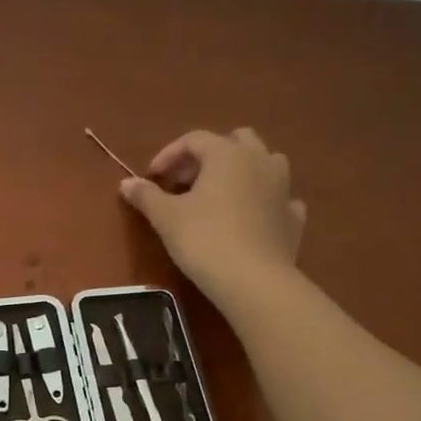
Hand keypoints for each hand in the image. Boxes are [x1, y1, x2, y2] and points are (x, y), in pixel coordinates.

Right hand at [119, 128, 307, 307]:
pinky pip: (278, 198)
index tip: (152, 177)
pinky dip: (262, 201)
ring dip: (240, 171)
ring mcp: (283, 188)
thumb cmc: (204, 240)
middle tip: (186, 182)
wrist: (253, 280)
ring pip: (263, 163)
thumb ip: (146, 196)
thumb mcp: (166, 218)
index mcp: (227, 154)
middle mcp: (260, 160)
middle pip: (235, 141)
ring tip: (218, 196)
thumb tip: (126, 183)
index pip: (194, 139)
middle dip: (208, 156)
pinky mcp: (294, 217)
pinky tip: (250, 217)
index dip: (169, 154)